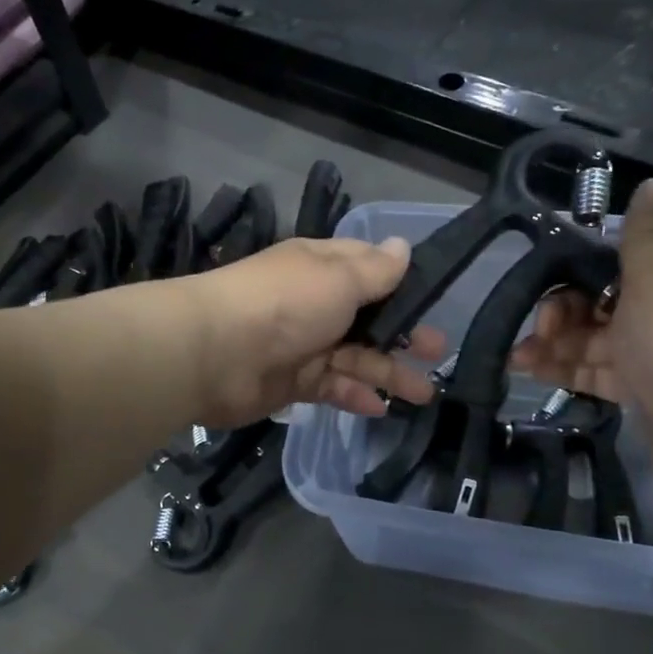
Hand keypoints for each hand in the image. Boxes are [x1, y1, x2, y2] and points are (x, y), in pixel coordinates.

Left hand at [186, 236, 446, 427]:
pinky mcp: (292, 382)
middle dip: (403, 332)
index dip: (400, 282)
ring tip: (425, 392)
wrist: (215, 354)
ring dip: (388, 372)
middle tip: (437, 351)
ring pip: (354, 356)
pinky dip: (354, 395)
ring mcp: (302, 344)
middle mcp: (313, 303)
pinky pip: (331, 387)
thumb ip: (375, 270)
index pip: (367, 268)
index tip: (433, 297)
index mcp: (321, 268)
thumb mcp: (338, 279)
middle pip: (367, 317)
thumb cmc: (285, 304)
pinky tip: (381, 408)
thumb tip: (402, 245)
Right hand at [509, 179, 652, 494]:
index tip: (547, 290)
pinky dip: (565, 369)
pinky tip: (532, 373)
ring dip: (553, 345)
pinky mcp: (642, 392)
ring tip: (517, 360)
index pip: (614, 266)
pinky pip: (596, 371)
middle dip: (559, 315)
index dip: (575, 276)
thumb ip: (644, 235)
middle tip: (536, 333)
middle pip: (597, 305)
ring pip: (592, 340)